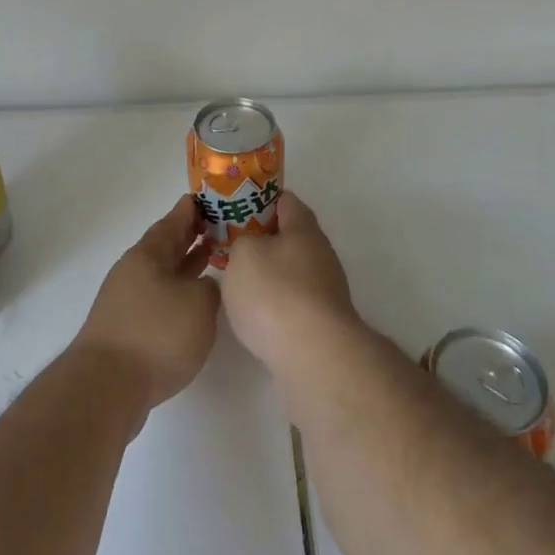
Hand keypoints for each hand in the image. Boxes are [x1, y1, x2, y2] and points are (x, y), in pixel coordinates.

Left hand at [75, 197, 220, 419]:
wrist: (106, 388)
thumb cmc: (156, 335)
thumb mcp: (198, 304)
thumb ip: (210, 289)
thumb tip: (202, 289)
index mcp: (148, 254)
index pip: (175, 219)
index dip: (195, 208)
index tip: (214, 199)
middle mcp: (134, 271)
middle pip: (167, 246)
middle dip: (192, 236)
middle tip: (222, 227)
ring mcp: (127, 300)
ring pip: (163, 273)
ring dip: (186, 266)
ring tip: (213, 261)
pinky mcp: (126, 329)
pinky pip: (158, 298)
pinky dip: (177, 294)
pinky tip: (193, 305)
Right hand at [219, 193, 359, 377]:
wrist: (314, 356)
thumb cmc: (274, 293)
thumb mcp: (243, 253)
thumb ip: (241, 240)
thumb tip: (250, 247)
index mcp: (304, 227)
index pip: (283, 199)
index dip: (257, 199)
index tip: (233, 209)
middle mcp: (320, 252)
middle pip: (288, 236)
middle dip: (260, 240)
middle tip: (229, 246)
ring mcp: (325, 288)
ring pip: (289, 270)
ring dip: (266, 274)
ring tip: (236, 283)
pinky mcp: (322, 321)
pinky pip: (293, 301)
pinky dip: (274, 303)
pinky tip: (255, 316)